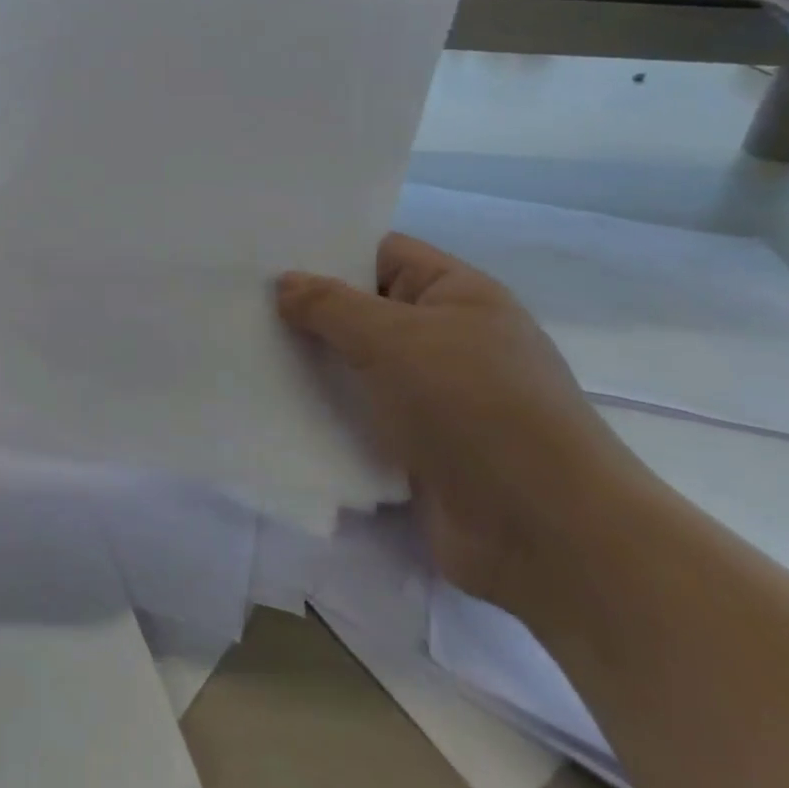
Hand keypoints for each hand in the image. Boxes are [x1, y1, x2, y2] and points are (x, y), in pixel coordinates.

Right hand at [276, 234, 652, 614]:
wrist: (546, 536)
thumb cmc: (473, 408)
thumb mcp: (394, 339)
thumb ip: (330, 305)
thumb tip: (285, 283)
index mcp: (458, 294)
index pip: (382, 253)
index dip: (328, 250)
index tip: (266, 255)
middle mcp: (449, 339)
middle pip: (365, 310)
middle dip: (309, 310)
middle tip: (242, 302)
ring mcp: (437, 397)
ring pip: (359, 366)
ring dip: (313, 364)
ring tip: (246, 349)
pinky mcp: (421, 448)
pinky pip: (364, 415)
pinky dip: (327, 411)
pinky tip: (274, 405)